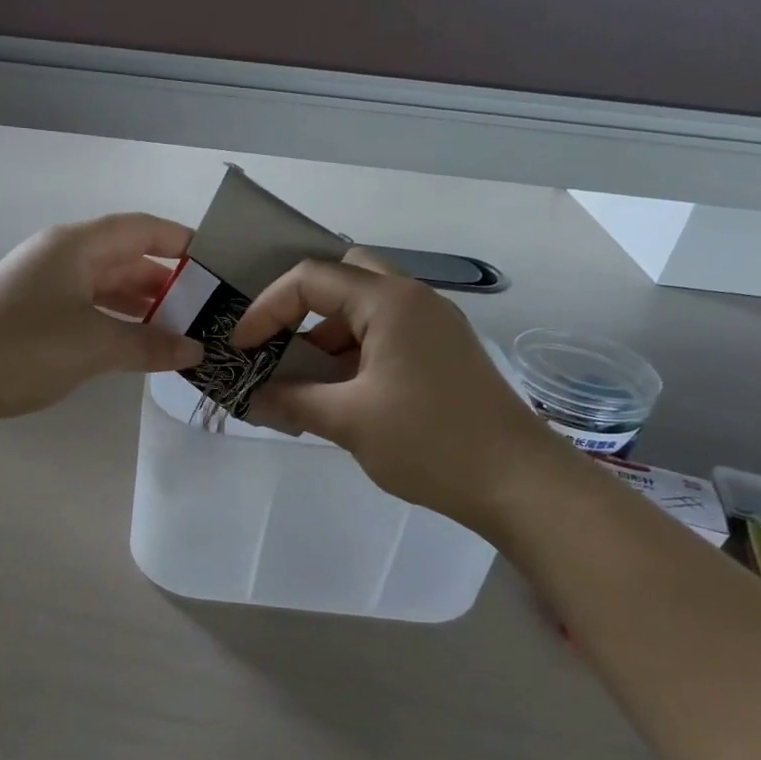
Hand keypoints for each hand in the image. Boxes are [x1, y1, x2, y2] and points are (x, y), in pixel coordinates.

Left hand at [0, 213, 203, 422]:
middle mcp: (62, 256)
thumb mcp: (95, 344)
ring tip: (180, 329)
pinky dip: (116, 321)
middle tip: (205, 308)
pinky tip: (137, 343)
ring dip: (142, 305)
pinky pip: (88, 308)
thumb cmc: (24, 347)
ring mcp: (45, 285)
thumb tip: (194, 351)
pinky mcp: (34, 314)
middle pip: (125, 257)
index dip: (180, 242)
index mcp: (76, 245)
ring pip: (106, 285)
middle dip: (165, 281)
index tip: (216, 264)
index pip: (141, 229)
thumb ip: (149, 345)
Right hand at [231, 259, 574, 531]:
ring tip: (299, 379)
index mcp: (390, 302)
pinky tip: (336, 394)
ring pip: (364, 309)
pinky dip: (352, 354)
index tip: (243, 348)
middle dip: (300, 307)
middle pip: (343, 278)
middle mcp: (413, 300)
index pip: (311, 278)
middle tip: (275, 343)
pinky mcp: (442, 353)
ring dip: (326, 335)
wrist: (518, 482)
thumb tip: (252, 399)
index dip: (267, 308)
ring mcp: (433, 326)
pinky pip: (385, 336)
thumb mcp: (348, 421)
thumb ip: (292, 402)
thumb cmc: (429, 442)